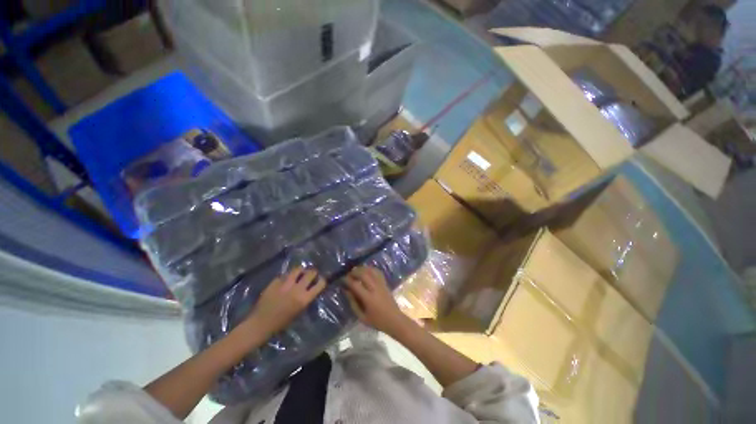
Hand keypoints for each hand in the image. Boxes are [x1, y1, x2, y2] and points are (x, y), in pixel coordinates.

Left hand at [245, 268, 325, 336]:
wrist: (260, 324)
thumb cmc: (281, 323)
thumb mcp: (298, 312)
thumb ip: (305, 299)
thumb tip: (310, 289)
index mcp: (304, 299)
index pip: (320, 284)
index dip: (322, 280)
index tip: (320, 280)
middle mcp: (297, 289)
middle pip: (310, 273)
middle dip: (313, 272)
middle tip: (311, 274)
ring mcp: (285, 284)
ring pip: (297, 269)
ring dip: (300, 270)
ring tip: (299, 273)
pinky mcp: (275, 282)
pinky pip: (284, 275)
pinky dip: (286, 277)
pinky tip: (285, 280)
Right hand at [346, 266, 408, 336]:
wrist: (395, 320)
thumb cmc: (377, 321)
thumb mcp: (362, 317)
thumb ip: (353, 304)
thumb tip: (346, 291)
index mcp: (368, 298)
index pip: (356, 285)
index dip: (348, 280)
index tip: (342, 279)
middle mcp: (375, 288)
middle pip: (364, 274)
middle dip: (355, 271)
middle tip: (349, 273)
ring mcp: (381, 284)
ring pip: (371, 271)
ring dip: (363, 268)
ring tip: (356, 270)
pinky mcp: (385, 283)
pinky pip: (378, 272)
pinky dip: (371, 269)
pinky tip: (367, 271)